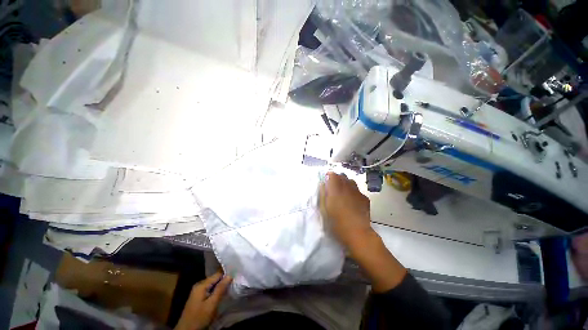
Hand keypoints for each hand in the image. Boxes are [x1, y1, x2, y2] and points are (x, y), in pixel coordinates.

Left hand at [175, 272, 231, 329]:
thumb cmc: (199, 317)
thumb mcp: (211, 304)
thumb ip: (220, 289)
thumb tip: (230, 275)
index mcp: (201, 285)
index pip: (217, 274)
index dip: (226, 275)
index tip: (236, 276)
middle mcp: (199, 285)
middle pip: (215, 279)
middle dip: (223, 281)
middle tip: (234, 283)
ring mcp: (197, 292)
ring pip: (213, 285)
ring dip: (220, 286)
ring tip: (230, 287)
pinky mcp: (198, 298)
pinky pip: (210, 290)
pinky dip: (216, 291)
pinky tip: (221, 294)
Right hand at [320, 172, 406, 291]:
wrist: (357, 233)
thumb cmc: (336, 223)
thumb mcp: (324, 209)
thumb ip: (323, 194)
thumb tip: (323, 184)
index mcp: (336, 190)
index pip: (332, 175)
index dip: (329, 176)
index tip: (326, 180)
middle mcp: (347, 188)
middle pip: (342, 176)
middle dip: (337, 178)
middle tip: (333, 187)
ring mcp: (358, 192)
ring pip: (351, 181)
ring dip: (346, 183)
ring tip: (343, 192)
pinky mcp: (365, 198)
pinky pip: (358, 190)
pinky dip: (353, 191)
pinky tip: (352, 200)